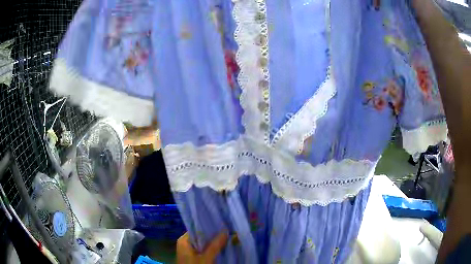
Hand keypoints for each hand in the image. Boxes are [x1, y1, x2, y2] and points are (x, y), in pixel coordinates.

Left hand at [177, 232, 227, 263]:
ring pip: (204, 244)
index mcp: (184, 241)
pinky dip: (212, 250)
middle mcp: (185, 244)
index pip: (197, 229)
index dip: (210, 227)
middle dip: (214, 236)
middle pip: (201, 237)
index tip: (223, 225)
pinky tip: (221, 249)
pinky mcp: (193, 258)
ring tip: (227, 239)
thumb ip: (215, 245)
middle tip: (228, 232)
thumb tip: (225, 231)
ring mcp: (189, 251)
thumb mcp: (206, 258)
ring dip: (214, 243)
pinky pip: (203, 251)